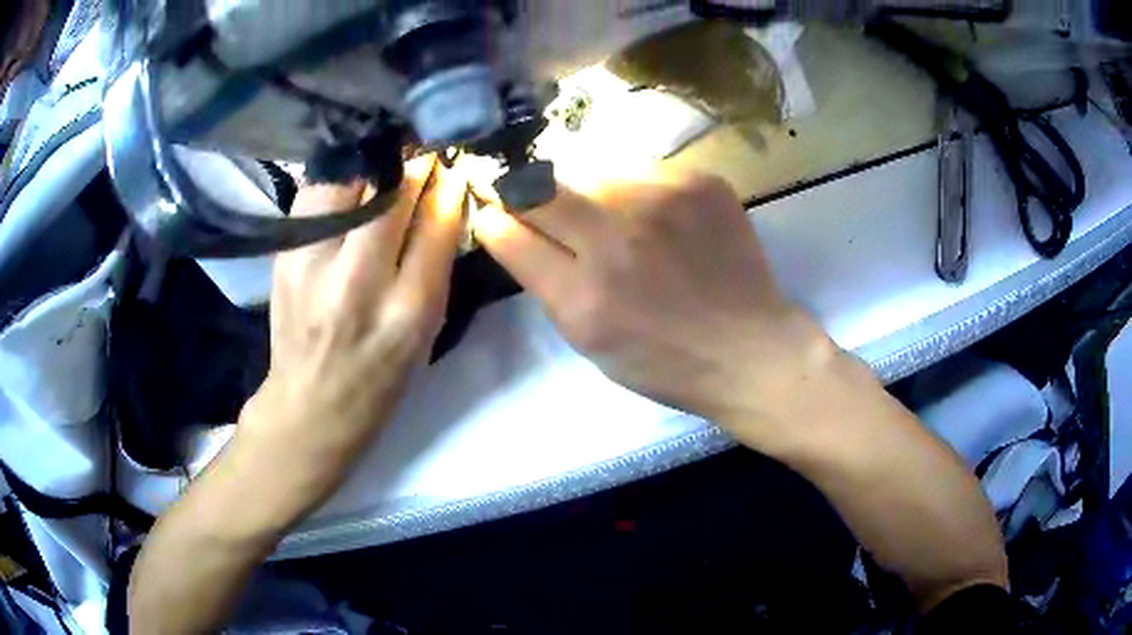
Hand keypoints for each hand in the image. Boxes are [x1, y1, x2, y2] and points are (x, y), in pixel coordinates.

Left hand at [238, 156, 465, 504]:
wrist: (310, 404)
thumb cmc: (380, 376)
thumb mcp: (425, 331)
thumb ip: (436, 261)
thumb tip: (445, 193)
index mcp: (407, 311)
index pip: (435, 223)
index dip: (446, 183)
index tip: (452, 161)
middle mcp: (356, 282)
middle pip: (388, 194)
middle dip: (411, 162)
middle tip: (423, 147)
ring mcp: (310, 264)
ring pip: (344, 182)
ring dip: (370, 162)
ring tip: (386, 155)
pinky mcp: (283, 254)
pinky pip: (315, 193)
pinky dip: (337, 177)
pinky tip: (350, 177)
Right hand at [471, 171, 835, 444]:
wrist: (751, 349)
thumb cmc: (667, 363)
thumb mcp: (591, 344)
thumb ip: (550, 285)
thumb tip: (517, 230)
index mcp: (583, 299)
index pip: (508, 234)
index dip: (493, 219)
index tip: (493, 211)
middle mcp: (617, 242)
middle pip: (539, 189)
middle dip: (525, 193)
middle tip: (534, 200)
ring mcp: (662, 203)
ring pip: (590, 172)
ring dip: (586, 193)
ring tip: (613, 220)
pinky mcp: (698, 181)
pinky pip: (640, 170)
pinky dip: (634, 190)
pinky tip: (657, 219)